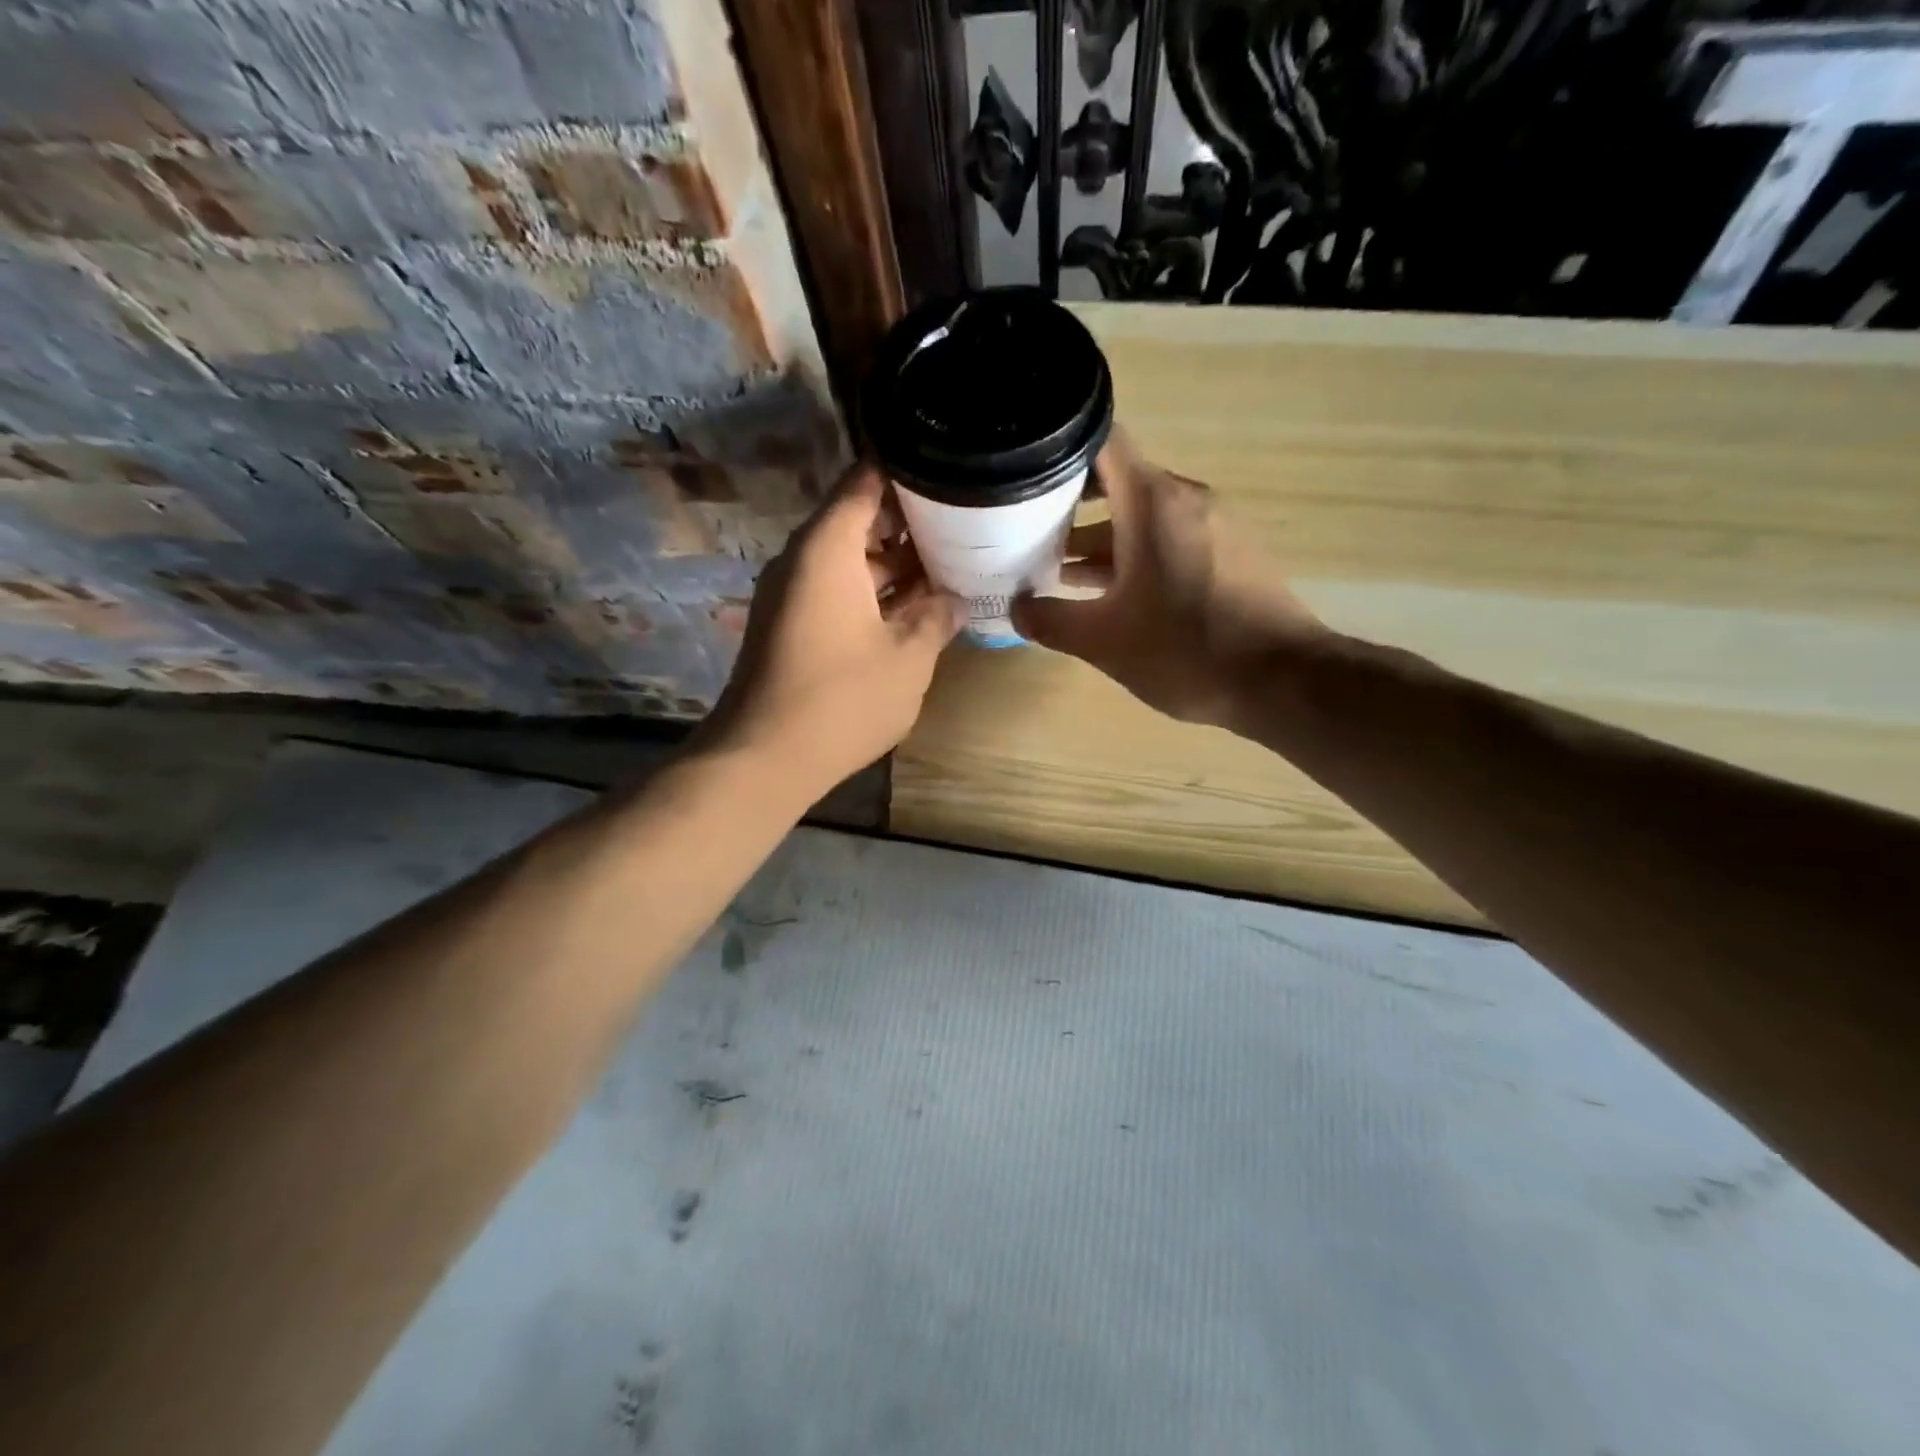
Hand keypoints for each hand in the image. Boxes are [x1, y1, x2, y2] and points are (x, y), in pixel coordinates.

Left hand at [701, 463, 965, 791]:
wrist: (764, 758)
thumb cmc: (843, 699)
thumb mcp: (909, 658)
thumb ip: (937, 619)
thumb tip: (954, 600)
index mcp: (827, 547)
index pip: (865, 481)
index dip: (908, 473)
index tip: (950, 471)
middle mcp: (802, 560)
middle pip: (858, 520)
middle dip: (910, 524)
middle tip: (964, 526)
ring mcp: (792, 594)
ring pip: (850, 561)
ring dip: (895, 565)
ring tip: (949, 567)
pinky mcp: (790, 626)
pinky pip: (836, 591)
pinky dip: (873, 594)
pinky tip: (914, 610)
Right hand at [1011, 431, 1327, 726]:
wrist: (1282, 680)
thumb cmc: (1184, 650)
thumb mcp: (1103, 641)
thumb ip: (1051, 621)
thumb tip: (1017, 609)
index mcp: (1152, 502)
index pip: (1101, 443)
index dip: (1058, 453)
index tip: (1023, 477)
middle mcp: (1185, 499)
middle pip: (1118, 483)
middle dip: (1070, 508)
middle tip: (1025, 534)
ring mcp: (1214, 525)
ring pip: (1144, 517)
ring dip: (1102, 540)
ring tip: (1056, 573)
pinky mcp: (1231, 554)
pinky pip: (1171, 539)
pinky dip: (1136, 556)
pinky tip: (1112, 596)